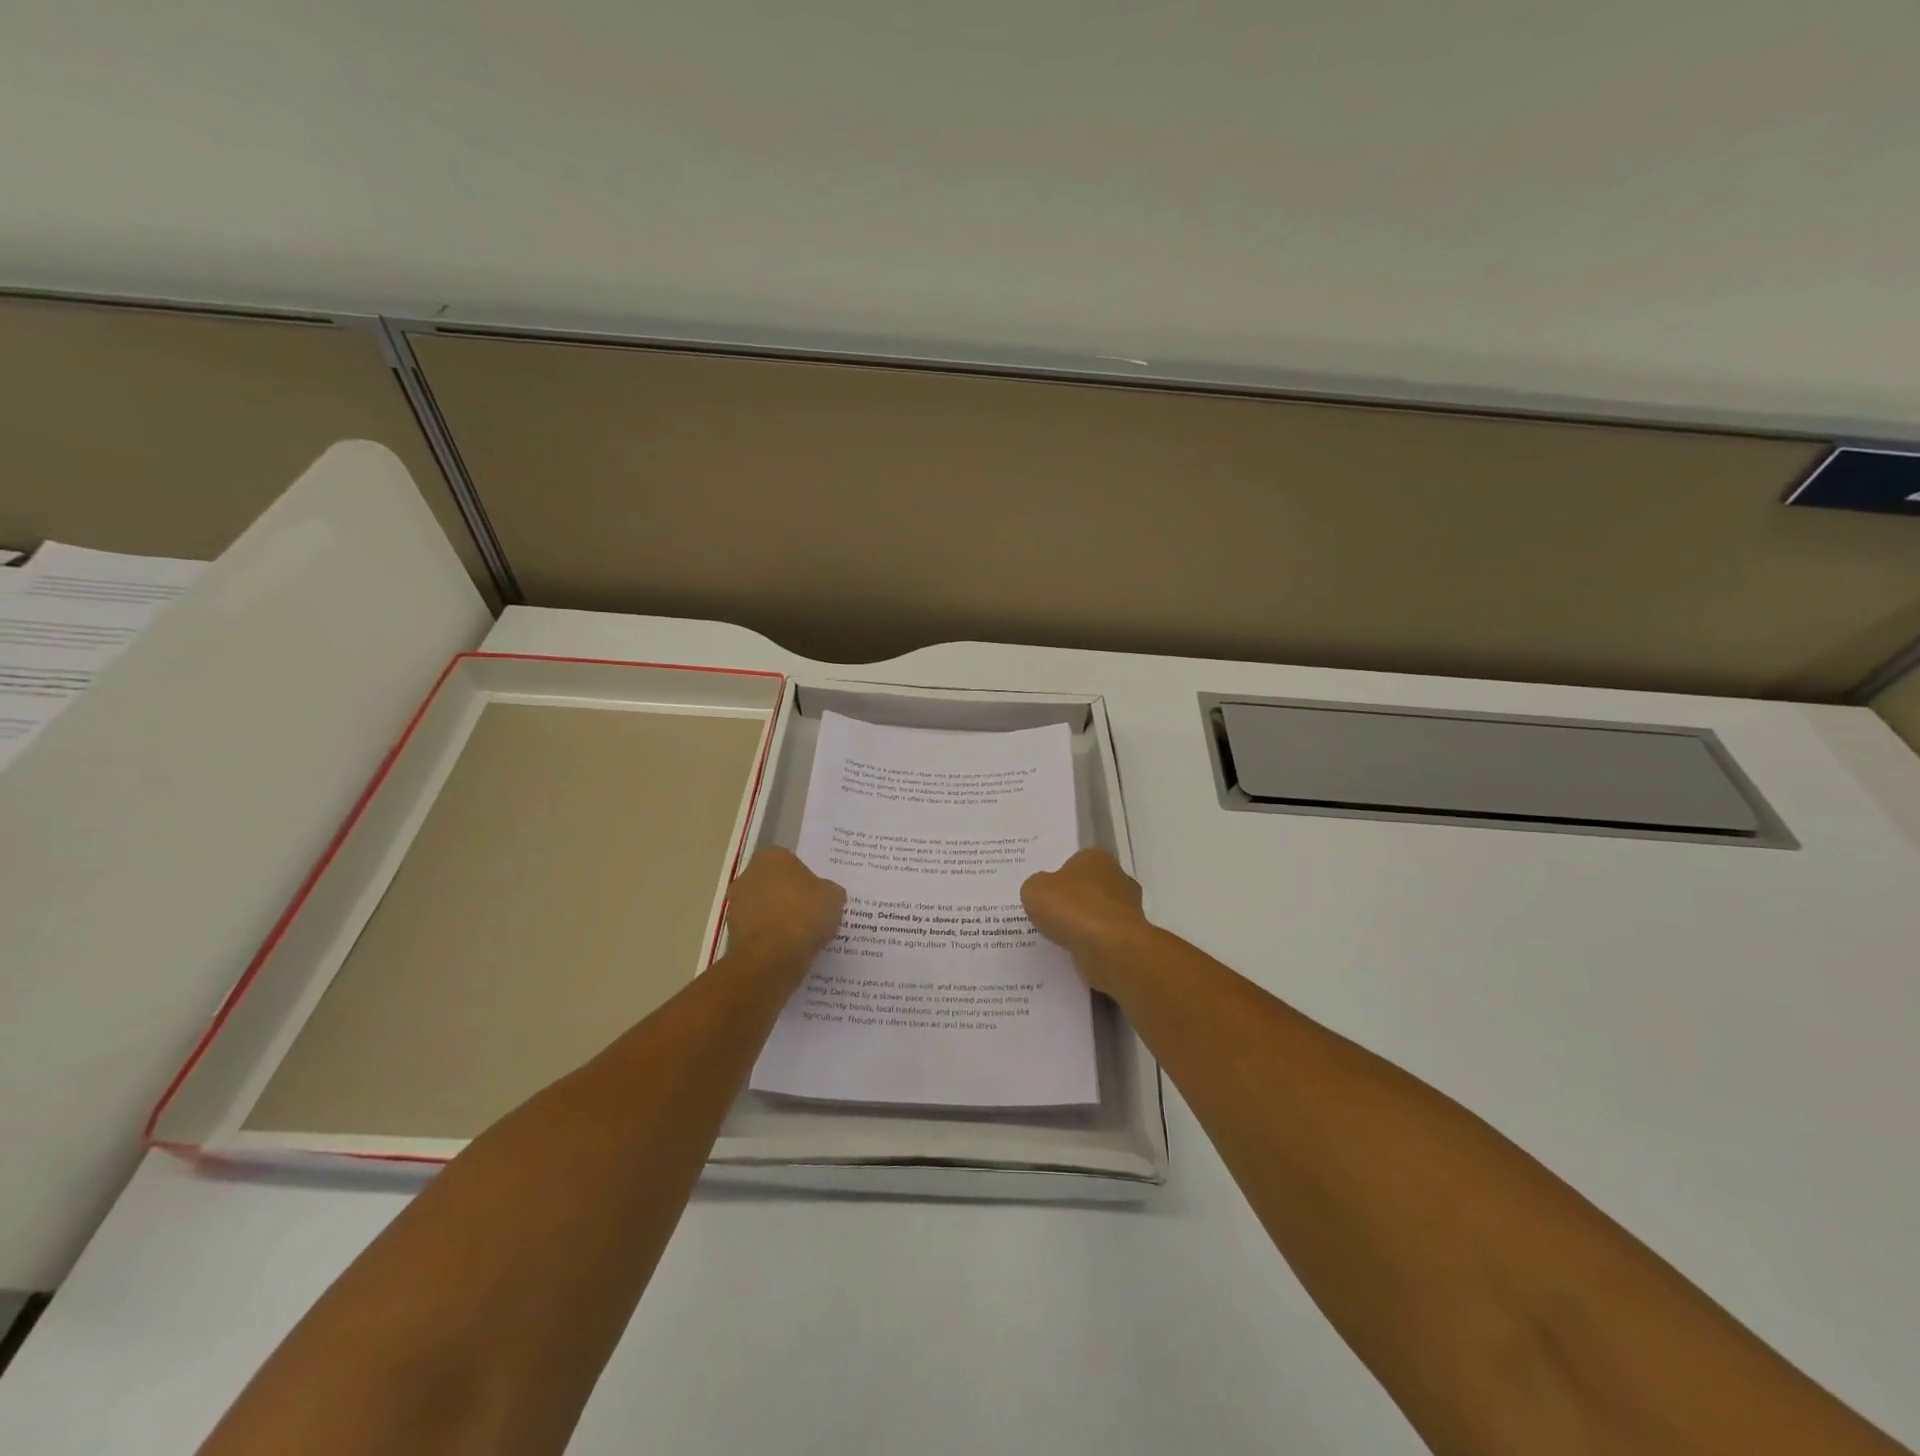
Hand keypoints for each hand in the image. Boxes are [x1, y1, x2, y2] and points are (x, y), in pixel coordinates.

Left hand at [724, 848, 845, 967]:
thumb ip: (830, 891)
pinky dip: (772, 938)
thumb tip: (826, 895)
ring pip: (766, 909)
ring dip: (780, 919)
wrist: (771, 957)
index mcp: (771, 857)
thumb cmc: (803, 914)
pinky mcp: (732, 933)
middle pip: (775, 884)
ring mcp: (736, 905)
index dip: (807, 879)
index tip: (819, 895)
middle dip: (790, 897)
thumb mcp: (833, 896)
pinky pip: (760, 931)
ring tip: (804, 936)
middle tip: (813, 914)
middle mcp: (747, 875)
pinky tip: (790, 949)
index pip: (792, 862)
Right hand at [1022, 848, 1151, 993]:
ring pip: (1097, 914)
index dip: (1057, 878)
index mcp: (1097, 857)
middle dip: (1072, 901)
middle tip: (1048, 916)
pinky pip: (1103, 937)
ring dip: (1082, 925)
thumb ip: (1036, 886)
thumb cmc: (1073, 909)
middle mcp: (1118, 878)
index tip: (1045, 895)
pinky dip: (1090, 943)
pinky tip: (1074, 951)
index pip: (1074, 863)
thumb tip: (1043, 891)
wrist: (1110, 949)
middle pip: (1088, 888)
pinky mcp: (1131, 937)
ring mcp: (1129, 909)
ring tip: (1057, 938)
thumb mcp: (1035, 890)